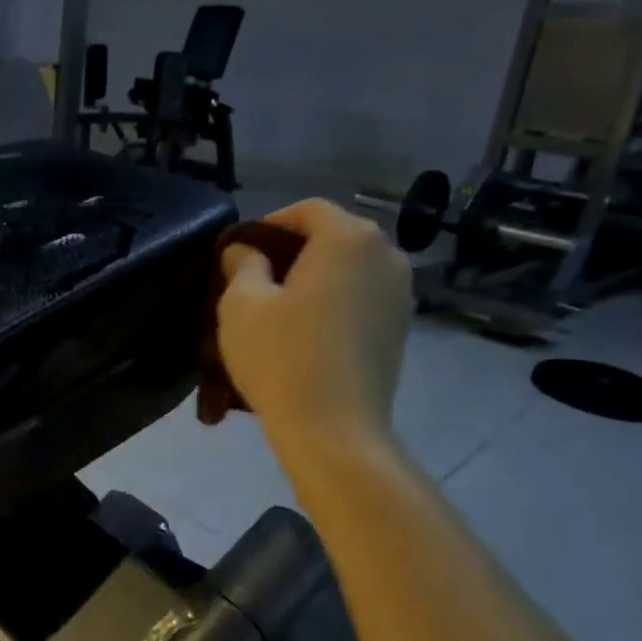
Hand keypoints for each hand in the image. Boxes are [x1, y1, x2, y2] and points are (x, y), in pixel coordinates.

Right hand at [215, 200, 411, 451]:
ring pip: (348, 269)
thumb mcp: (240, 305)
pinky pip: (360, 298)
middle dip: (292, 252)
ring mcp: (401, 293)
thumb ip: (242, 264)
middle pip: (332, 237)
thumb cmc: (282, 358)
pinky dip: (334, 303)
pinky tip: (306, 335)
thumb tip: (246, 252)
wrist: (335, 431)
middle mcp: (386, 255)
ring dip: (314, 279)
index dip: (269, 224)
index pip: (307, 210)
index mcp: (349, 238)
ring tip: (279, 311)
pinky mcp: (401, 328)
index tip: (241, 253)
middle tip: (255, 282)